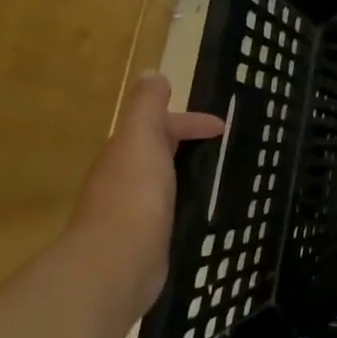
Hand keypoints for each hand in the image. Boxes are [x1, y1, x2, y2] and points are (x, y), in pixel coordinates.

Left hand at [71, 72, 225, 317]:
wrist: (115, 265)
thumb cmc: (134, 194)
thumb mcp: (141, 137)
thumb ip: (146, 105)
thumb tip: (151, 72)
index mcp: (123, 152)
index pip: (159, 125)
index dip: (190, 121)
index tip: (222, 128)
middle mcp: (121, 179)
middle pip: (155, 152)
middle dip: (185, 145)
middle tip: (221, 149)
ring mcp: (128, 212)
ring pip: (160, 182)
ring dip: (183, 174)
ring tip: (215, 178)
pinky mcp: (140, 242)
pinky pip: (164, 212)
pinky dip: (180, 203)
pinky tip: (196, 212)